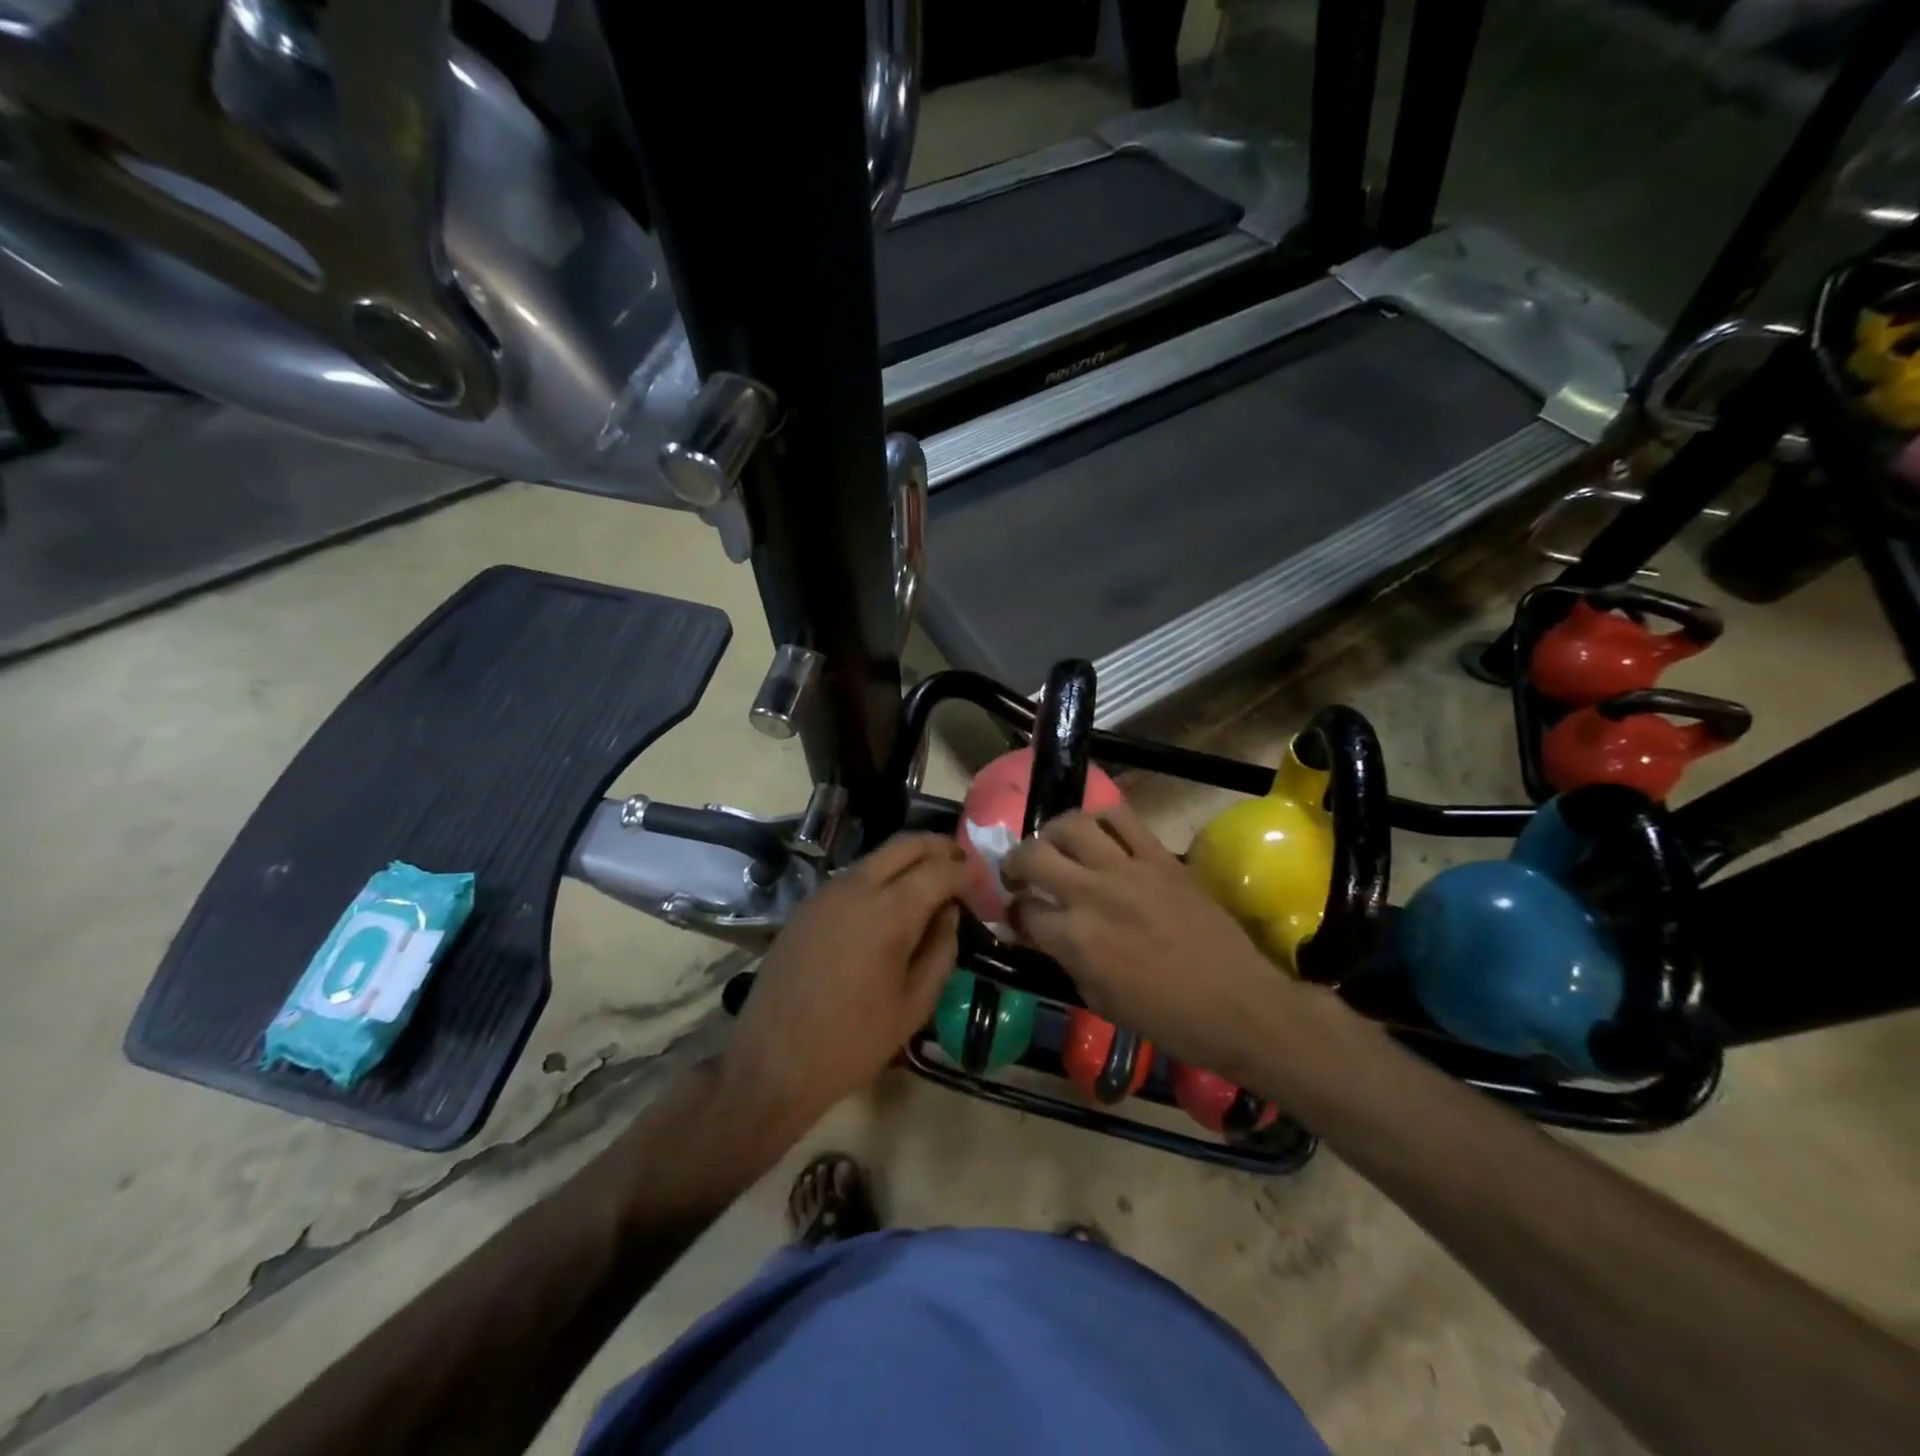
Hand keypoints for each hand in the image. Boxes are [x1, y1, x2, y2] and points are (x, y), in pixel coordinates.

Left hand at [719, 834, 968, 1133]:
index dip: (968, 871)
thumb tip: (949, 913)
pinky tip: (890, 906)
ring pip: (876, 858)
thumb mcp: (914, 1004)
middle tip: (963, 865)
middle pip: (906, 845)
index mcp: (889, 911)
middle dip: (940, 848)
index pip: (940, 869)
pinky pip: (853, 877)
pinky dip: (880, 878)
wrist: (771, 1062)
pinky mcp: (806, 907)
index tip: (984, 882)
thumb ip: (940, 950)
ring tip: (931, 884)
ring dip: (908, 861)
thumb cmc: (853, 1042)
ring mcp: (826, 893)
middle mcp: (856, 887)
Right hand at [1001, 803, 1311, 1083]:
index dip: (1014, 913)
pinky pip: (1122, 818)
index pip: (1024, 910)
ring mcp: (1128, 869)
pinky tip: (1097, 834)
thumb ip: (1065, 957)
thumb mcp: (1100, 999)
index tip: (1018, 915)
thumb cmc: (1167, 1018)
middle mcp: (1093, 894)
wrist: (1238, 1005)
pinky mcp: (1160, 857)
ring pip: (1072, 824)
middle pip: (1034, 856)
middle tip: (1020, 874)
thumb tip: (1043, 931)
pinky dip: (1100, 819)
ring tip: (1055, 845)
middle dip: (1015, 863)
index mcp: (1075, 939)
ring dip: (1052, 833)